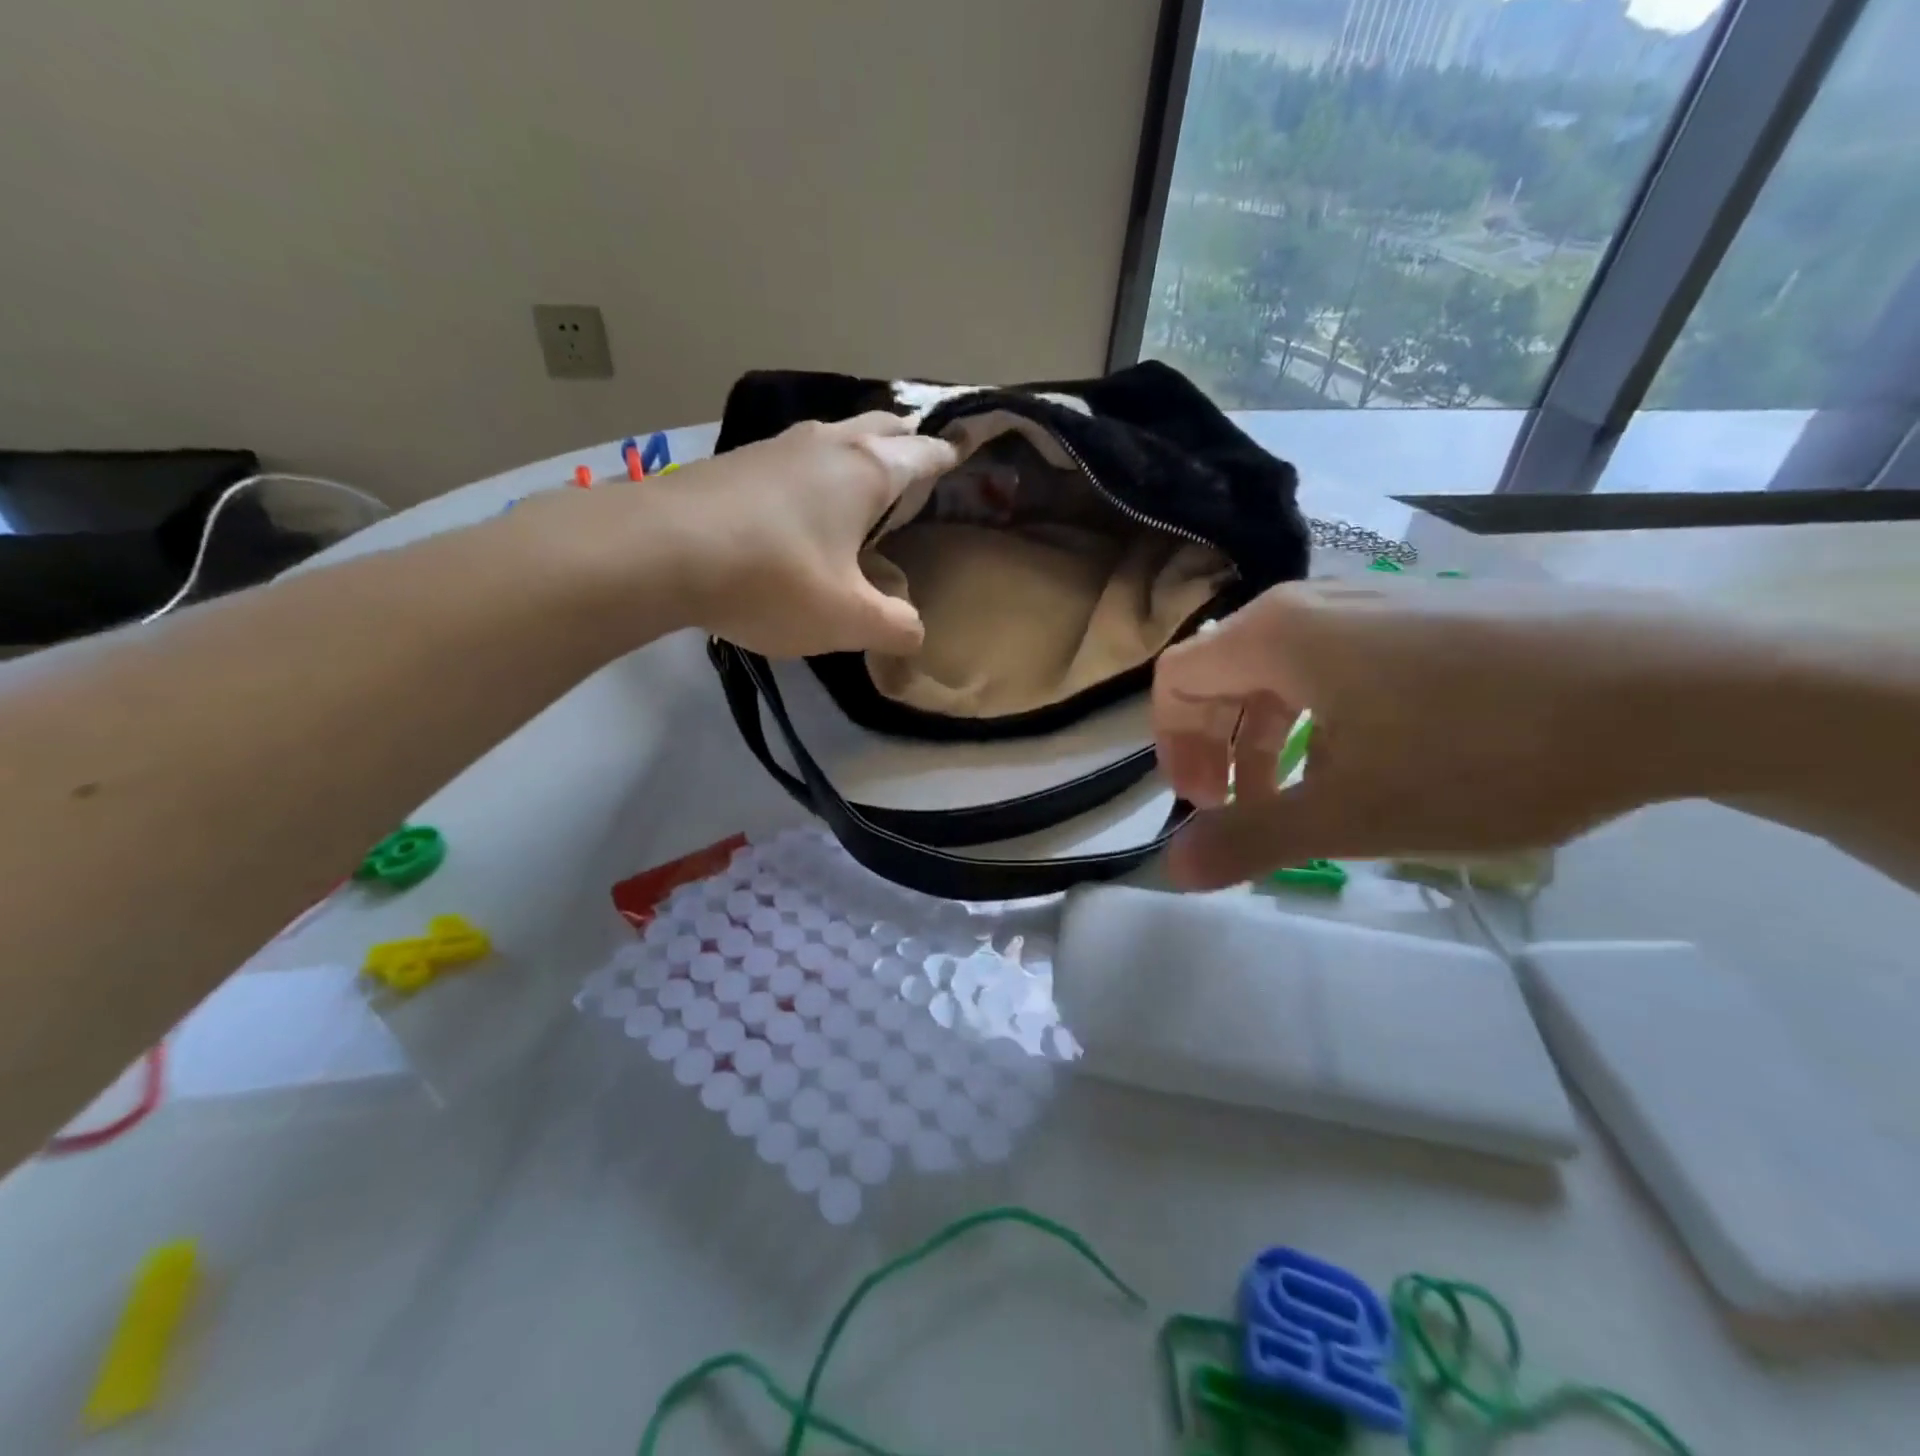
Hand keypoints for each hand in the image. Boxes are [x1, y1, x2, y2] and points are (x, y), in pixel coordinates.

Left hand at [658, 413, 955, 656]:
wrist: (657, 551)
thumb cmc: (772, 578)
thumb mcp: (846, 619)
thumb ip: (893, 628)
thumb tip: (915, 633)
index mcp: (867, 471)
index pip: (923, 454)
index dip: (947, 456)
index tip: (961, 453)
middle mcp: (826, 444)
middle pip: (880, 426)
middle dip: (904, 439)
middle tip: (918, 457)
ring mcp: (776, 446)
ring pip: (833, 435)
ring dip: (856, 449)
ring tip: (865, 475)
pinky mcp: (735, 462)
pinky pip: (794, 456)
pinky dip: (815, 468)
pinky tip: (801, 498)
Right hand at [1152, 577, 1753, 888]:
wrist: (1676, 688)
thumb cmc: (1485, 751)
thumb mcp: (1353, 813)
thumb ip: (1250, 840)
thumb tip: (1170, 871)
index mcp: (1278, 635)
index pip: (1176, 680)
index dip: (1174, 747)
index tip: (1206, 805)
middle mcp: (1315, 603)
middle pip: (1224, 671)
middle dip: (1218, 746)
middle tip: (1246, 809)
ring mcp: (1378, 600)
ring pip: (1284, 667)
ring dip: (1270, 734)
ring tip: (1306, 792)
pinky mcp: (1429, 612)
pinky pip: (1341, 659)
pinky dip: (1323, 713)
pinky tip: (1374, 757)